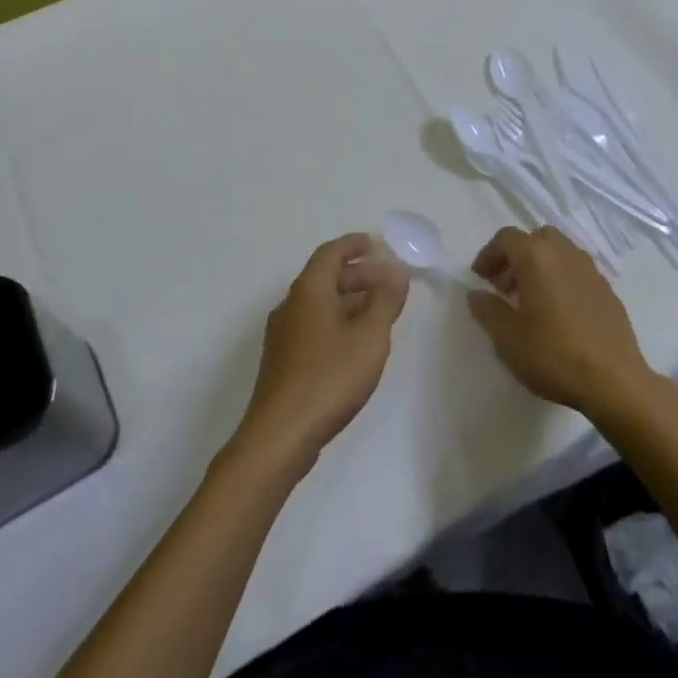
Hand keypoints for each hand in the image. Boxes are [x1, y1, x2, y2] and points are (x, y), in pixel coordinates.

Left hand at [233, 234, 408, 472]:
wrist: (280, 435)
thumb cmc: (329, 377)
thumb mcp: (370, 336)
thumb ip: (385, 301)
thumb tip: (396, 274)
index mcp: (309, 290)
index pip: (330, 253)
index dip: (353, 244)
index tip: (375, 243)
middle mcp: (291, 305)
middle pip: (325, 277)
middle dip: (358, 274)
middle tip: (389, 281)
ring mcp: (283, 334)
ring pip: (320, 303)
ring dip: (349, 300)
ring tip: (379, 311)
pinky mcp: (283, 360)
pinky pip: (314, 325)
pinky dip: (337, 320)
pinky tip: (355, 342)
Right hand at [466, 226, 654, 419]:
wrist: (615, 381)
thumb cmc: (554, 355)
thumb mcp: (507, 337)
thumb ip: (487, 310)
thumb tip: (477, 294)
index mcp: (537, 257)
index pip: (506, 238)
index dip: (489, 254)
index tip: (480, 278)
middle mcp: (565, 254)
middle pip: (536, 238)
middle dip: (516, 256)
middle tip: (505, 286)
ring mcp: (591, 271)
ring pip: (559, 252)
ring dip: (540, 266)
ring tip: (531, 300)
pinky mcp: (608, 290)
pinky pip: (577, 272)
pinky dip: (562, 279)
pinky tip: (559, 313)